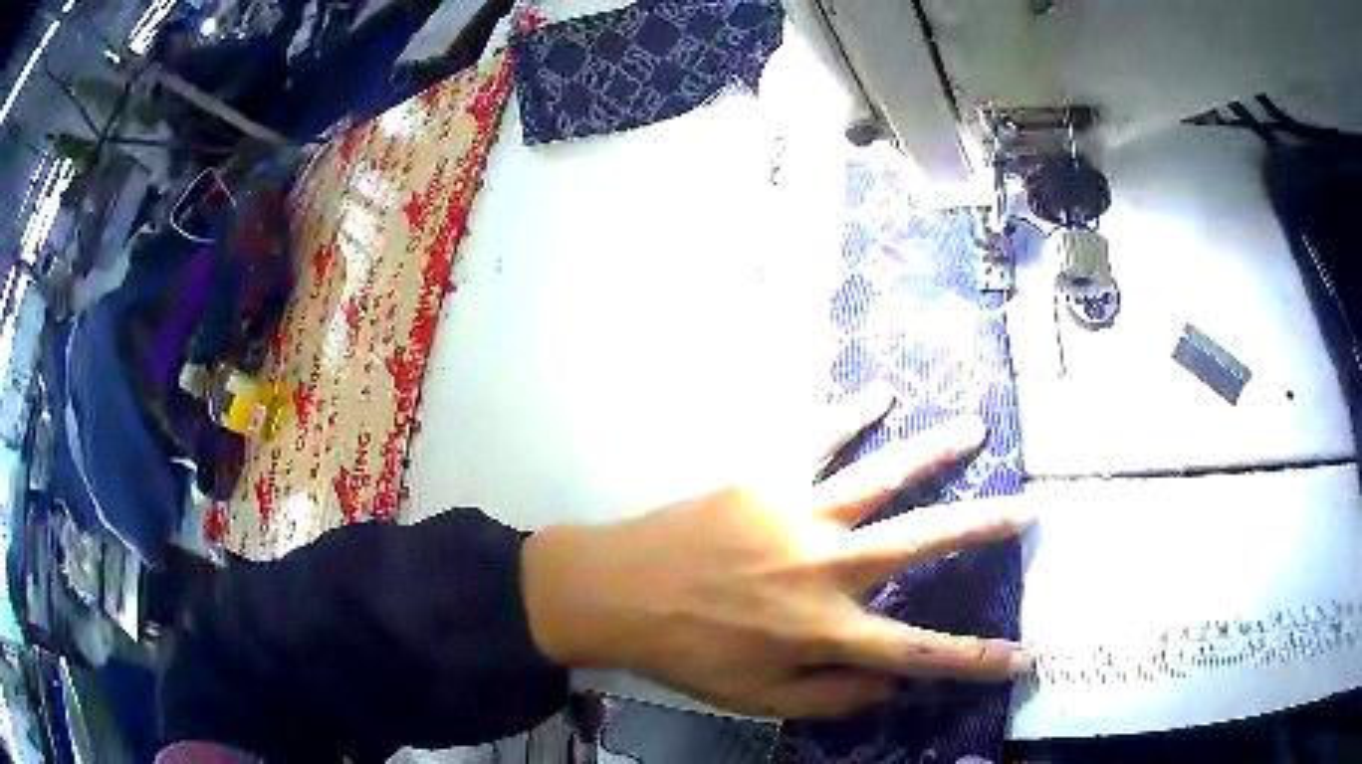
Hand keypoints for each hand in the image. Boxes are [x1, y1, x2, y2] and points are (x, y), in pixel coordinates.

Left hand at [522, 392, 1034, 718]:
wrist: (621, 594)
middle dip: (983, 527)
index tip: (1024, 655)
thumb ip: (832, 696)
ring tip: (974, 428)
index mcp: (827, 629)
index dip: (977, 657)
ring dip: (934, 452)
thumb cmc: (689, 653)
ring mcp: (799, 514)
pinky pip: (815, 440)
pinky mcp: (765, 479)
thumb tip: (893, 685)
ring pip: (882, 477)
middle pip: (922, 543)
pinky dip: (848, 415)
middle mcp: (827, 567)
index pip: (922, 651)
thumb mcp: (760, 698)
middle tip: (1029, 509)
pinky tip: (879, 394)